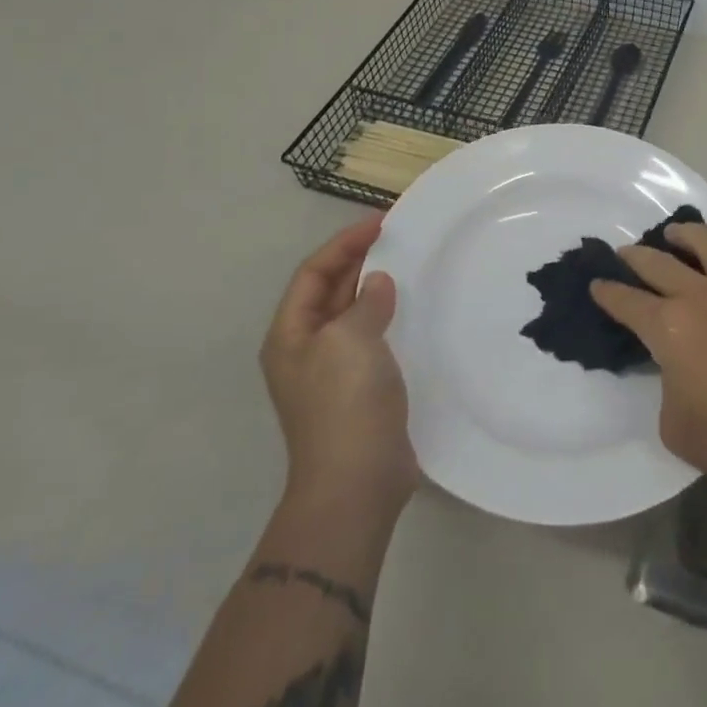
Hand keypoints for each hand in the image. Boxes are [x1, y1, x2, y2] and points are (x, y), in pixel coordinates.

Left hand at [262, 214, 418, 517]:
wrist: (357, 483)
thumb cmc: (345, 404)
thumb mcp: (349, 340)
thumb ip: (365, 302)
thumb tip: (379, 283)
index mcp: (291, 334)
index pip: (314, 272)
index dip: (345, 243)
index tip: (381, 223)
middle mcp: (307, 348)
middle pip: (331, 290)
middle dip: (361, 261)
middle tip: (400, 237)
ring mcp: (334, 371)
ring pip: (354, 313)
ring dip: (377, 287)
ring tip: (411, 265)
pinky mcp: (361, 388)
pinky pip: (374, 338)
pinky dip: (391, 317)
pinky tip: (415, 311)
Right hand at [589, 223, 706, 500]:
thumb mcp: (674, 425)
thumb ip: (666, 384)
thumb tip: (675, 366)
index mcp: (669, 328)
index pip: (627, 302)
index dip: (608, 293)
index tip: (597, 285)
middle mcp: (701, 295)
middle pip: (658, 263)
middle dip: (634, 257)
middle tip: (624, 254)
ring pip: (706, 242)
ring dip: (683, 235)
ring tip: (674, 234)